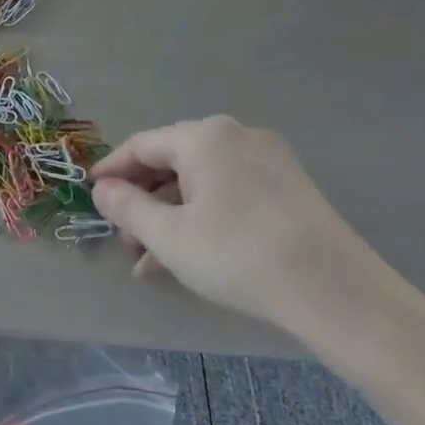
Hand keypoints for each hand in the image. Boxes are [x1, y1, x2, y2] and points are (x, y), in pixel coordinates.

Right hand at [90, 115, 405, 353]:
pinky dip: (202, 216)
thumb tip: (103, 189)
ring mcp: (266, 159)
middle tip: (124, 238)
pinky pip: (228, 191)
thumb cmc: (237, 255)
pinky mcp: (288, 185)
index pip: (141, 145)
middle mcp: (235, 135)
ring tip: (151, 257)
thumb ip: (127, 207)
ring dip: (170, 214)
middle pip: (172, 161)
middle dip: (142, 199)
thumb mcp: (169, 236)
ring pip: (201, 180)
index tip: (90, 195)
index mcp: (202, 137)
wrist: (334, 289)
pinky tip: (189, 254)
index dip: (111, 170)